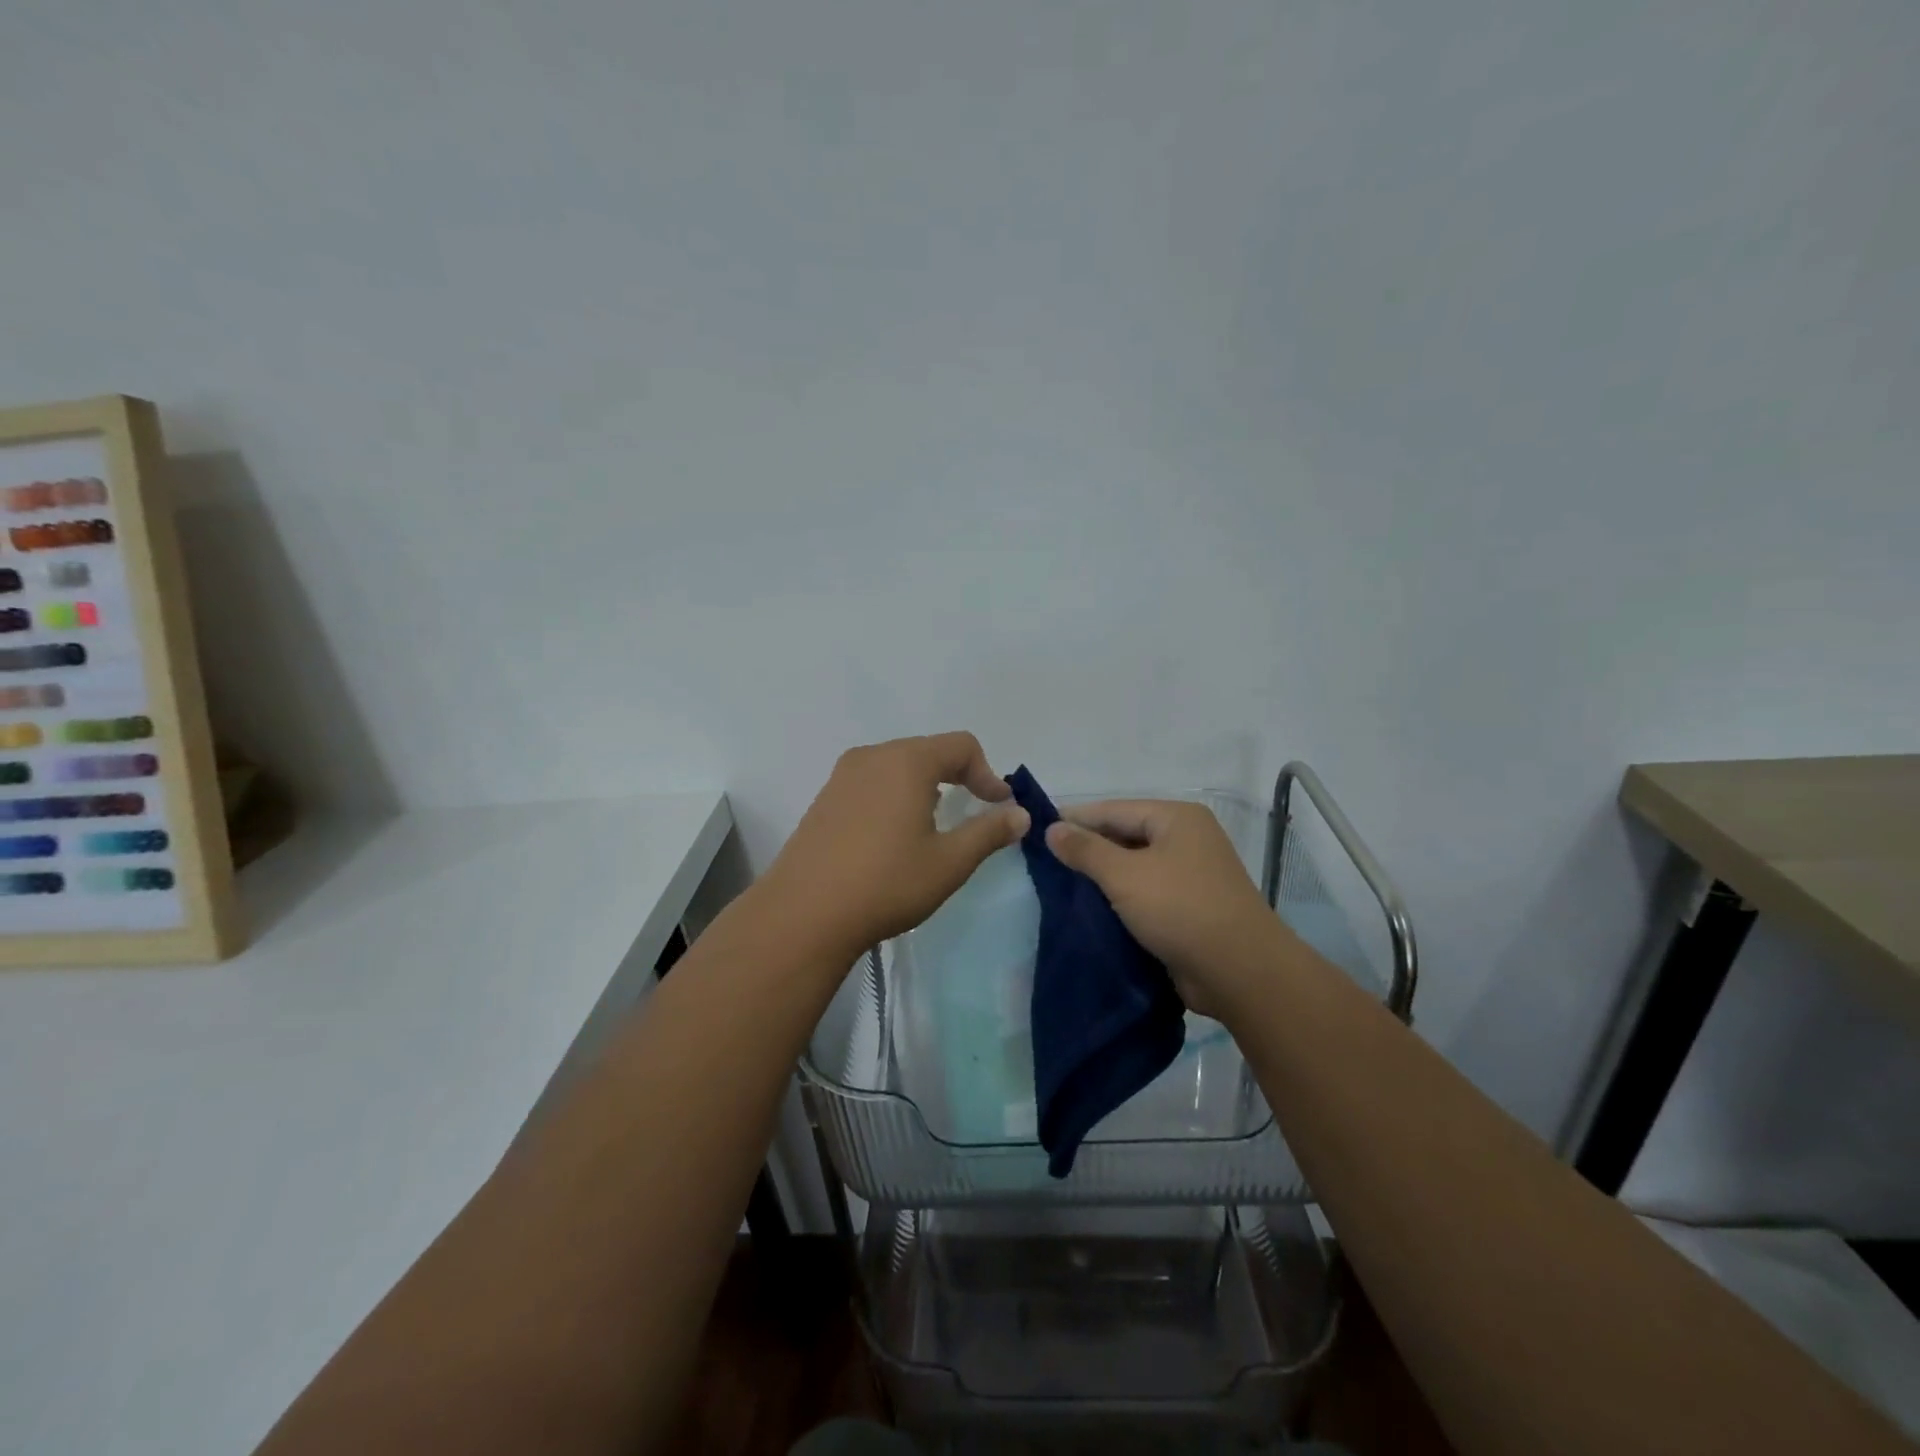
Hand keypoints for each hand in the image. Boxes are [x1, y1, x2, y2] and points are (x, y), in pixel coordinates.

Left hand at [758, 732, 1030, 962]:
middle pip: (928, 751)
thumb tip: (1020, 814)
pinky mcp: (824, 798)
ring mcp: (842, 776)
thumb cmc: (886, 883)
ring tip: (933, 824)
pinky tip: (892, 836)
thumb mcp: (949, 862)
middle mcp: (873, 756)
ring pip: (897, 766)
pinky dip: (894, 796)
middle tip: (972, 811)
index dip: (988, 773)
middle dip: (957, 776)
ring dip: (924, 786)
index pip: (961, 746)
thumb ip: (989, 832)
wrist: (804, 914)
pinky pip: (871, 783)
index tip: (998, 806)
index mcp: (907, 761)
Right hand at [1044, 800, 1293, 1018]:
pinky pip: (1146, 893)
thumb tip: (1052, 829)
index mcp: (1176, 819)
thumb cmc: (1180, 909)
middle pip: (1125, 836)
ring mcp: (1191, 875)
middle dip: (1088, 849)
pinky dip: (1120, 899)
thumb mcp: (1125, 875)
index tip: (1038, 829)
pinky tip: (1090, 909)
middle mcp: (1186, 839)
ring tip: (1060, 886)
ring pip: (1134, 867)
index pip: (1114, 810)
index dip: (1075, 818)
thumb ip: (1086, 850)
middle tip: (1045, 861)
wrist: (1240, 972)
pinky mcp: (1189, 908)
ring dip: (1102, 877)